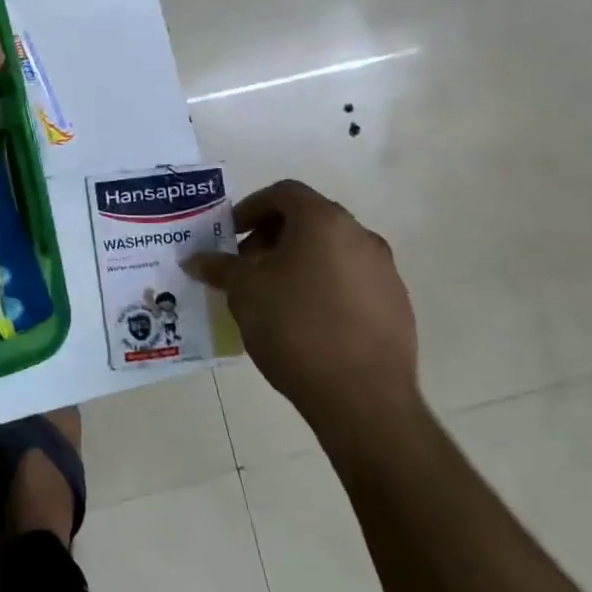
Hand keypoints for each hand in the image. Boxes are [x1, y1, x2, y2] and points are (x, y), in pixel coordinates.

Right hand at [185, 180, 420, 454]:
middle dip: (272, 237)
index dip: (251, 208)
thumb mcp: (244, 292)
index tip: (231, 234)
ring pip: (332, 252)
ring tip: (273, 296)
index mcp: (324, 221)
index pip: (284, 193)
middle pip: (309, 220)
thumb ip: (219, 267)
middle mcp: (360, 236)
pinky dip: (325, 287)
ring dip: (299, 263)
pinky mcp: (397, 306)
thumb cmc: (295, 327)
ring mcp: (384, 272)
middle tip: (247, 267)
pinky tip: (306, 322)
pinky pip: (352, 282)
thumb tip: (194, 259)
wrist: (363, 397)